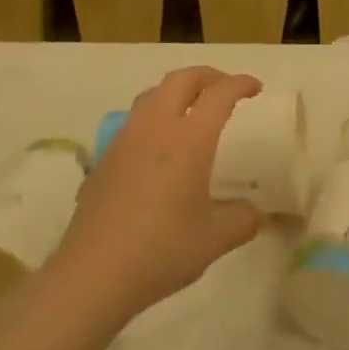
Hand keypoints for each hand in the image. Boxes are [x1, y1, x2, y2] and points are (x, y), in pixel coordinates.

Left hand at [52, 67, 264, 320]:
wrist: (93, 274)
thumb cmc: (161, 251)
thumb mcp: (215, 239)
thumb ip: (243, 220)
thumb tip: (253, 213)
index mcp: (188, 139)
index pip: (219, 95)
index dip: (240, 84)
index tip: (255, 87)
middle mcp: (155, 128)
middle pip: (181, 79)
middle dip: (208, 76)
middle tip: (226, 89)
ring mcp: (125, 140)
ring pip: (153, 94)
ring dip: (178, 91)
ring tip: (193, 110)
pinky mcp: (105, 157)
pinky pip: (135, 120)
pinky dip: (156, 115)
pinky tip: (160, 146)